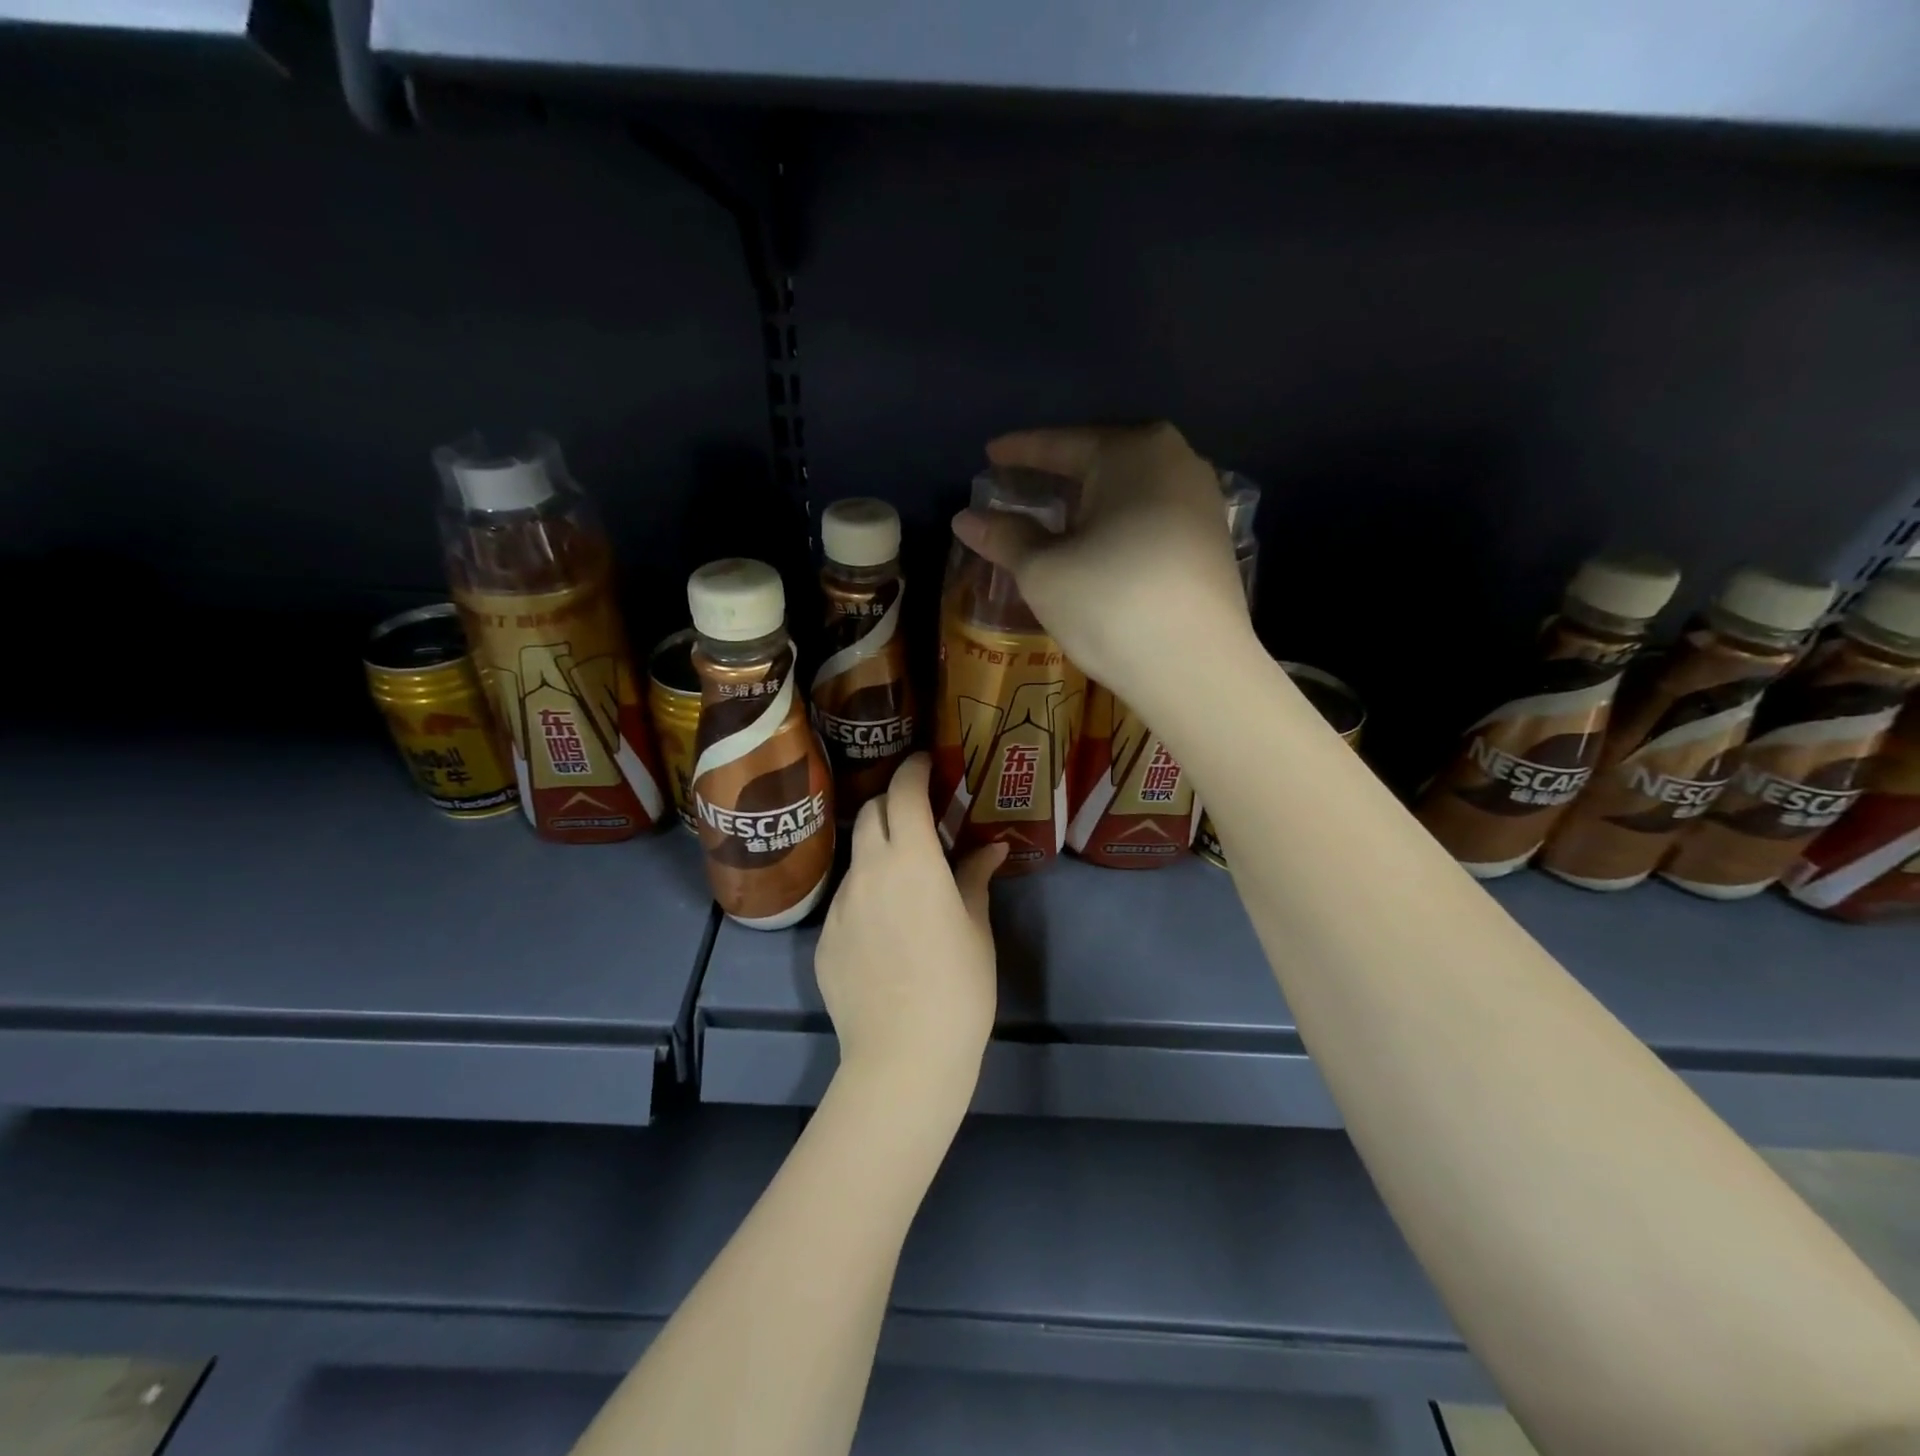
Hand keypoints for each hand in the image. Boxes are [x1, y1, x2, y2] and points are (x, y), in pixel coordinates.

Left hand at [814, 754, 1007, 1112]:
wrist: (903, 1056)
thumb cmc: (957, 988)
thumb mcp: (976, 929)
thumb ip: (975, 878)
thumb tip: (990, 849)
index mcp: (912, 861)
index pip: (904, 793)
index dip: (914, 770)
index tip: (927, 764)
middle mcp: (868, 871)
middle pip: (871, 812)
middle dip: (893, 802)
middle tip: (919, 816)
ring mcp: (840, 904)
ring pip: (856, 856)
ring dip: (879, 849)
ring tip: (905, 877)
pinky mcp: (823, 937)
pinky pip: (846, 899)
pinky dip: (866, 893)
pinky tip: (885, 929)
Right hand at [951, 423, 1253, 705]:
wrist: (1196, 668)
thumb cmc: (1110, 604)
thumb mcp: (1043, 571)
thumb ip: (1005, 537)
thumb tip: (965, 518)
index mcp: (1133, 451)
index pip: (1062, 444)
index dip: (1020, 451)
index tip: (990, 454)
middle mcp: (1177, 461)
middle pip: (1101, 461)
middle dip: (1057, 475)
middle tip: (1018, 486)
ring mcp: (1202, 502)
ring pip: (1130, 490)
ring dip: (1089, 503)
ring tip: (1054, 518)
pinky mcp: (1212, 541)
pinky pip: (1151, 517)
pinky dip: (1117, 525)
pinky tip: (1098, 546)